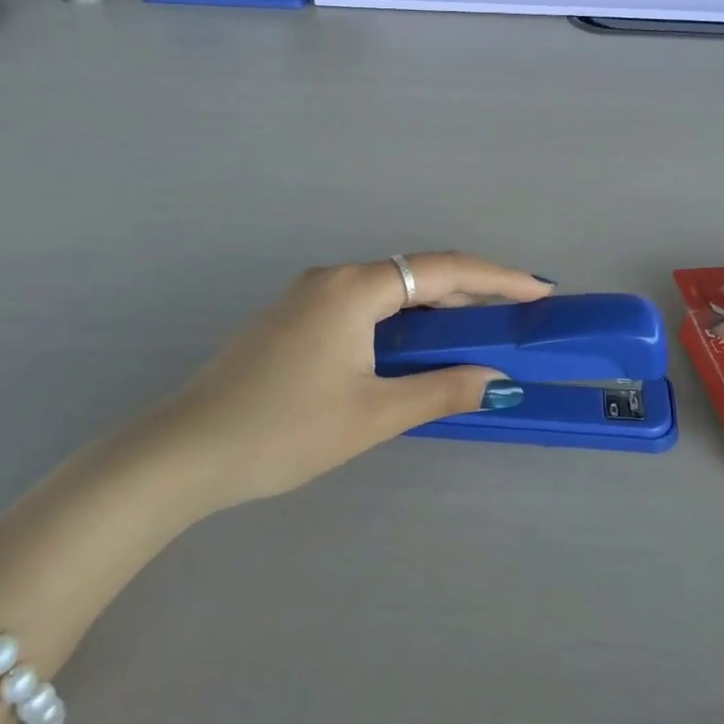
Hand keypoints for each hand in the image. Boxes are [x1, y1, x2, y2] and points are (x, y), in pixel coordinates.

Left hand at [146, 253, 552, 508]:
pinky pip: (364, 308)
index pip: (443, 270)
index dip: (497, 278)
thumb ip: (441, 391)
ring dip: (435, 310)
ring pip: (390, 292)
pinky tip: (416, 349)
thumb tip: (498, 381)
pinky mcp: (293, 321)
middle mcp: (333, 279)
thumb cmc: (284, 431)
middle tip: (516, 316)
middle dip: (470, 293)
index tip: (539, 291)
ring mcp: (308, 298)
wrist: (184, 453)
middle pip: (417, 275)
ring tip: (478, 334)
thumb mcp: (373, 415)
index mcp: (355, 288)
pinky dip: (402, 322)